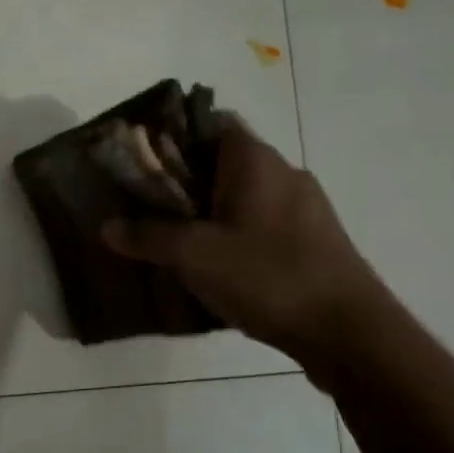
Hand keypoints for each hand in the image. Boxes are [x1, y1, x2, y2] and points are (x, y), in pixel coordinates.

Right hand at [102, 123, 385, 368]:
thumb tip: (106, 227)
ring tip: (173, 242)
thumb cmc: (267, 276)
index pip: (210, 122)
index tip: (141, 163)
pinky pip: (260, 223)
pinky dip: (232, 234)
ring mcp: (303, 207)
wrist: (347, 330)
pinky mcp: (312, 240)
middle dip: (182, 182)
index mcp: (254, 160)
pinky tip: (213, 267)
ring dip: (207, 212)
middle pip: (221, 162)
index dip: (173, 137)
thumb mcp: (194, 256)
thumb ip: (147, 237)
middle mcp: (283, 172)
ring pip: (241, 196)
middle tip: (145, 208)